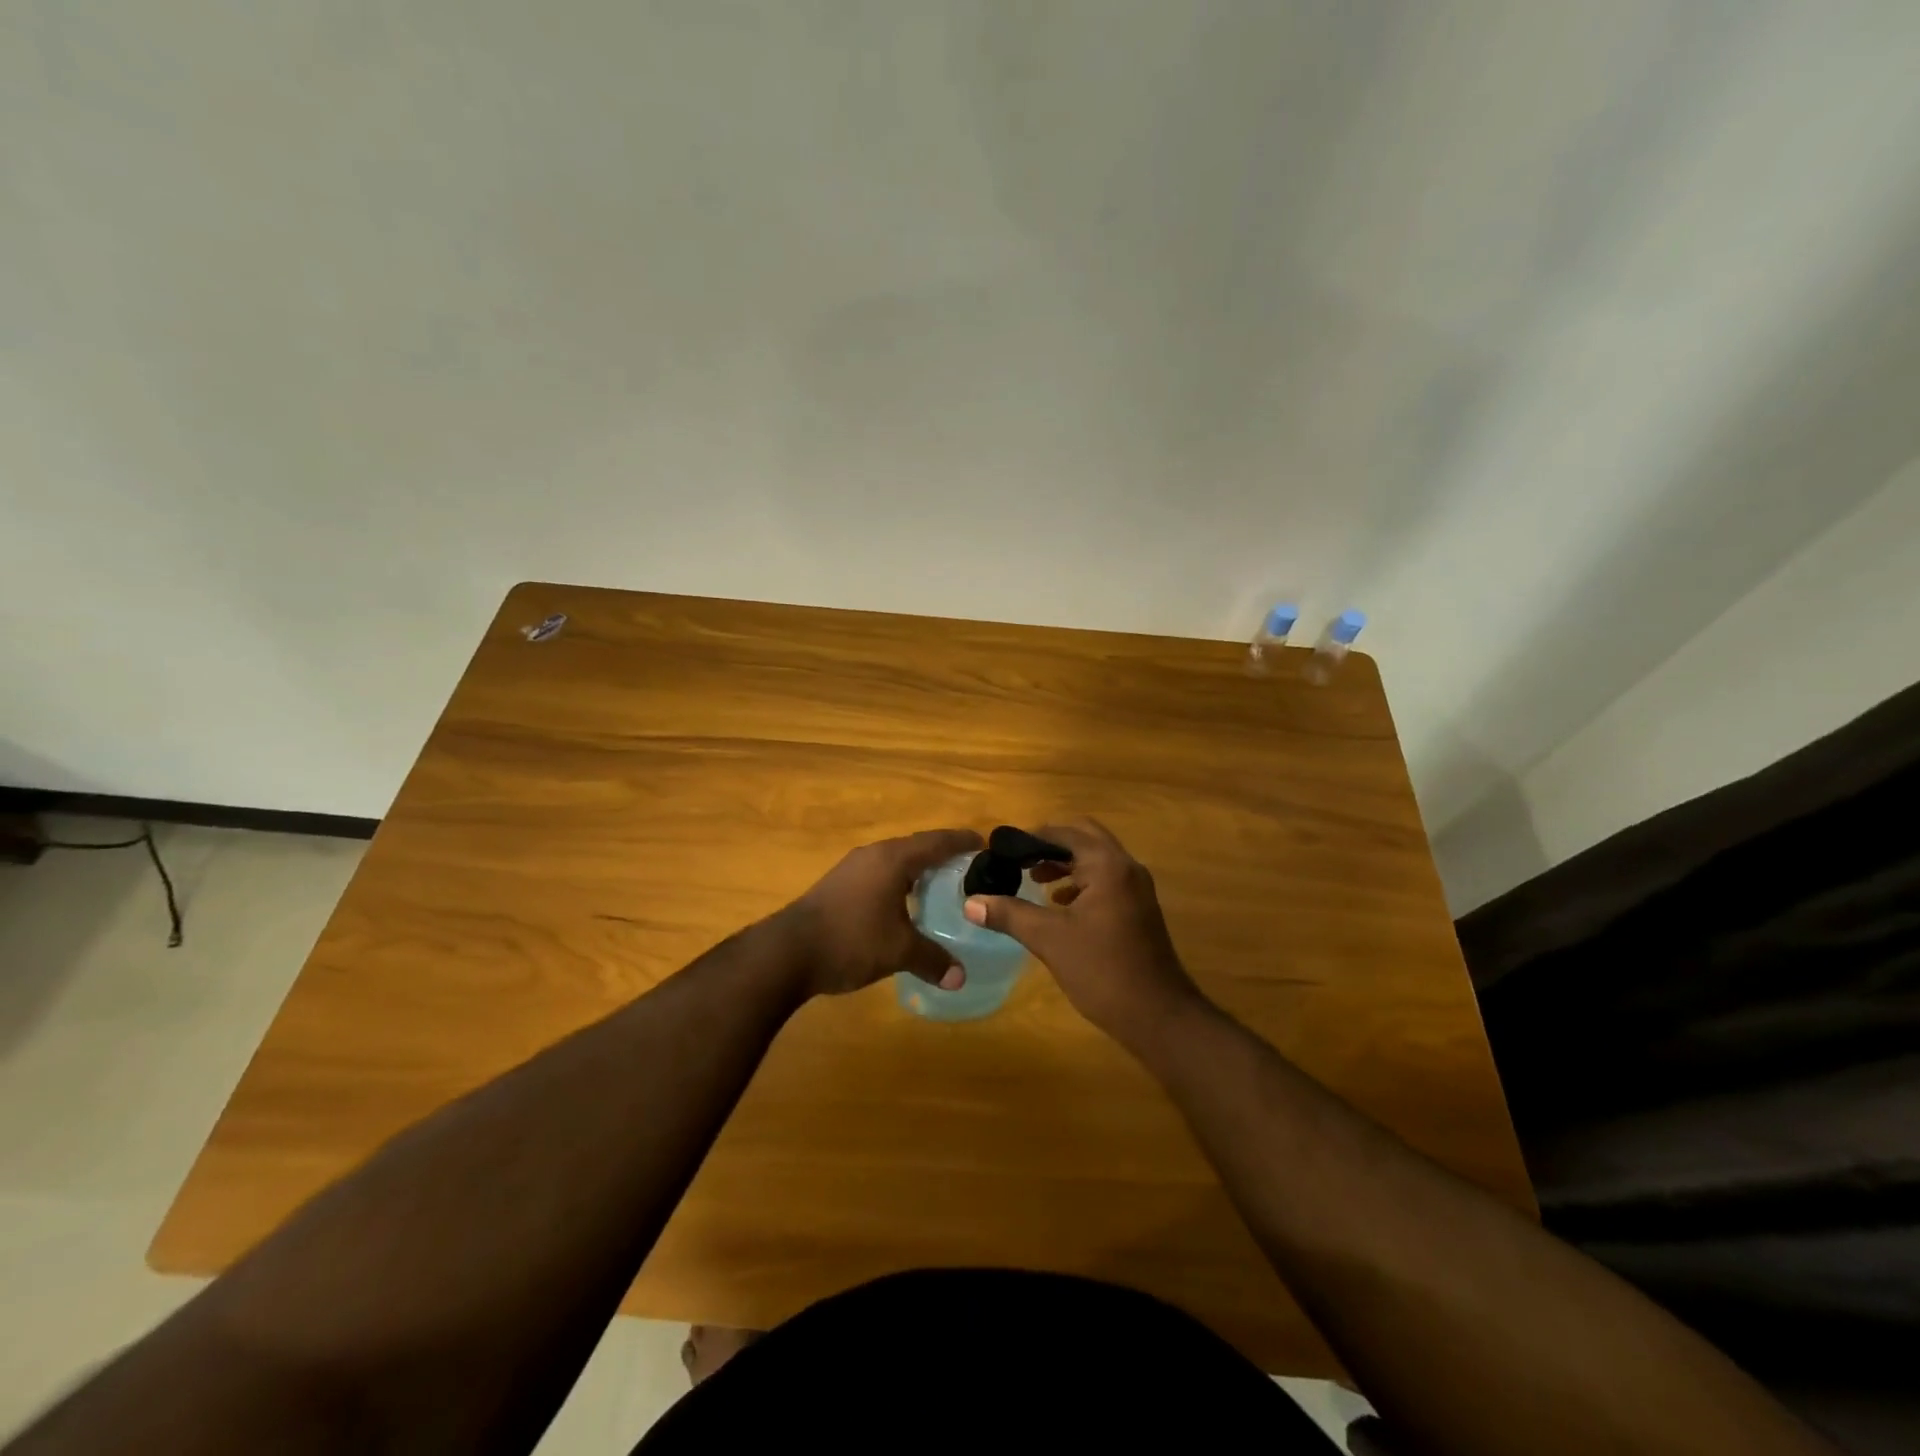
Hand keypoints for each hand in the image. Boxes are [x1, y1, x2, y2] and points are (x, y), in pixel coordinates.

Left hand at [780, 828, 983, 997]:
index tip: (985, 845)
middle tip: (970, 872)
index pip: (937, 841)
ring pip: (896, 862)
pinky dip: (900, 884)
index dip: (963, 842)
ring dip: (919, 872)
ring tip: (942, 890)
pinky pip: (880, 875)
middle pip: (917, 848)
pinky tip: (906, 907)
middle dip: (943, 857)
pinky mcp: (839, 885)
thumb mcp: (898, 952)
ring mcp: (853, 868)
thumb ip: (933, 960)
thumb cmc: (850, 940)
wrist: (787, 952)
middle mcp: (874, 854)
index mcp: (893, 859)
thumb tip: (960, 978)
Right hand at [962, 818, 1205, 1049]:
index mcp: (1107, 865)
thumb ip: (1009, 914)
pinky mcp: (1138, 909)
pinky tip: (1059, 905)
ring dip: (1065, 863)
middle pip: (1084, 837)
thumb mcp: (1049, 939)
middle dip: (1050, 845)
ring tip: (1033, 880)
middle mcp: (1126, 867)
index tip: (1002, 850)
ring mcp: (1136, 889)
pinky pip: (1105, 880)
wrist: (1158, 1015)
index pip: (1065, 832)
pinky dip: (1080, 882)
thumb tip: (971, 902)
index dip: (1031, 837)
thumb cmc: (1102, 970)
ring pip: (1096, 860)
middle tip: (1019, 860)